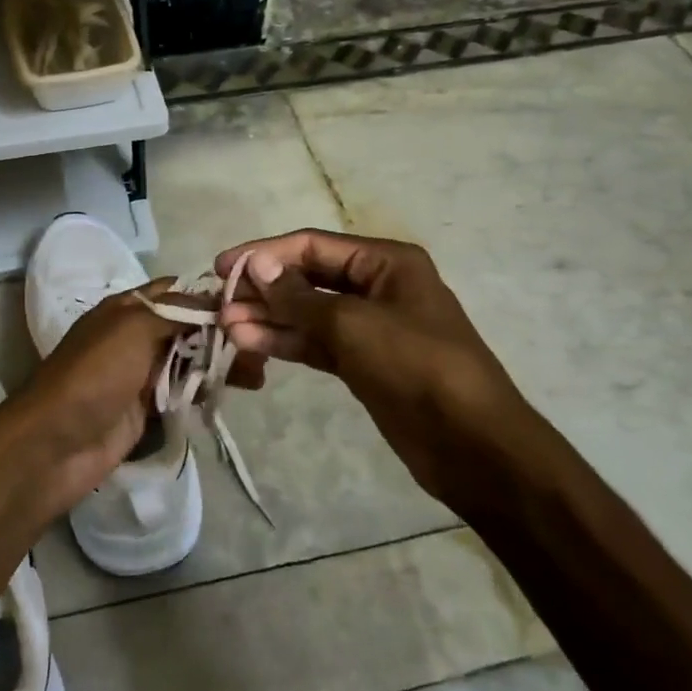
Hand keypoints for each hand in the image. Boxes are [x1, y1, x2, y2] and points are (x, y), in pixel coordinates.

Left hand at [0, 280, 268, 522]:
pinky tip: (232, 393)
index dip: (211, 295)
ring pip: (190, 360)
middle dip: (224, 334)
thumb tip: (216, 299)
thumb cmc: (95, 375)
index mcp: (127, 308)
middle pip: (189, 327)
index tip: (252, 305)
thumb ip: (176, 311)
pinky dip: (206, 390)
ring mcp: (141, 374)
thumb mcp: (133, 328)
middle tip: (261, 349)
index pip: (176, 291)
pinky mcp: (147, 408)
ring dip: (220, 364)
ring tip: (257, 376)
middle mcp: (136, 336)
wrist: (57, 443)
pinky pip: (183, 392)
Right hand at [215, 229, 554, 517]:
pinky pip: (316, 343)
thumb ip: (298, 295)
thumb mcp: (352, 324)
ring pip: (308, 313)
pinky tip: (250, 344)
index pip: (312, 246)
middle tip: (219, 305)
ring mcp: (369, 327)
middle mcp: (376, 286)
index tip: (222, 267)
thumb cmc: (416, 366)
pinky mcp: (362, 362)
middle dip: (264, 290)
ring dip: (269, 318)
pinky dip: (285, 342)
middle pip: (307, 278)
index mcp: (385, 262)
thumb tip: (256, 266)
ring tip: (226, 328)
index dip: (265, 254)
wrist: (471, 444)